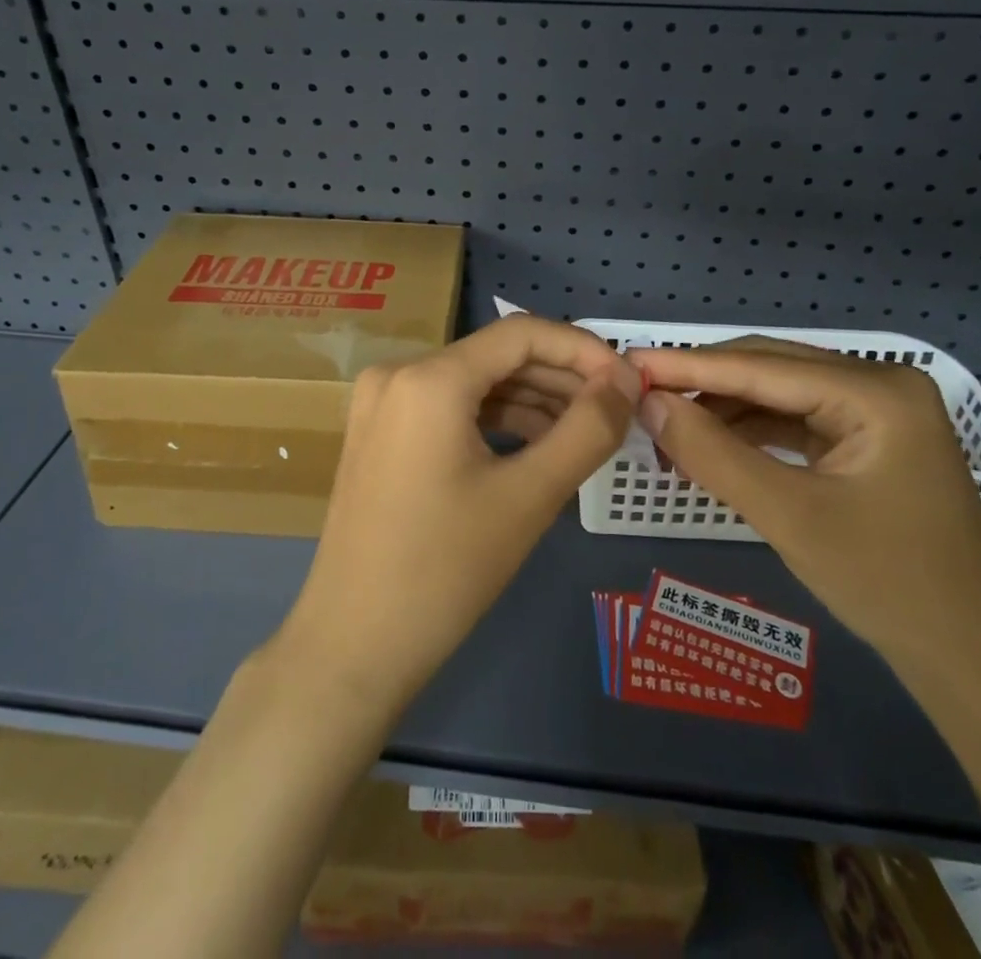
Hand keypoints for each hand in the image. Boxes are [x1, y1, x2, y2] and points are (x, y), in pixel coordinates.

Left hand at [278, 315, 639, 710]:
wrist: (353, 646)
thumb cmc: (445, 570)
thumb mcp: (530, 496)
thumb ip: (588, 428)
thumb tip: (628, 379)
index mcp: (429, 378)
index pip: (521, 333)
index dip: (582, 349)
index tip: (627, 382)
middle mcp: (398, 373)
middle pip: (497, 356)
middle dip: (561, 378)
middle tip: (615, 411)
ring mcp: (382, 404)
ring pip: (475, 382)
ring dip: (532, 400)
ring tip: (584, 432)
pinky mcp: (380, 433)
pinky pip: (449, 407)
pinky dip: (496, 420)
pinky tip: (536, 446)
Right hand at [628, 338, 980, 666]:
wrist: (967, 657)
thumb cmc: (886, 584)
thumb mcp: (788, 516)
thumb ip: (714, 453)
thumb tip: (648, 403)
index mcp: (877, 391)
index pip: (762, 367)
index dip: (689, 365)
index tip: (628, 360)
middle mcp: (880, 383)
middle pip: (770, 369)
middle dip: (703, 385)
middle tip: (640, 396)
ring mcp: (878, 410)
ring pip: (778, 393)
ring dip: (723, 410)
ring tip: (667, 430)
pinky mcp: (869, 437)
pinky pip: (795, 419)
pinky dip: (750, 431)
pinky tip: (711, 445)